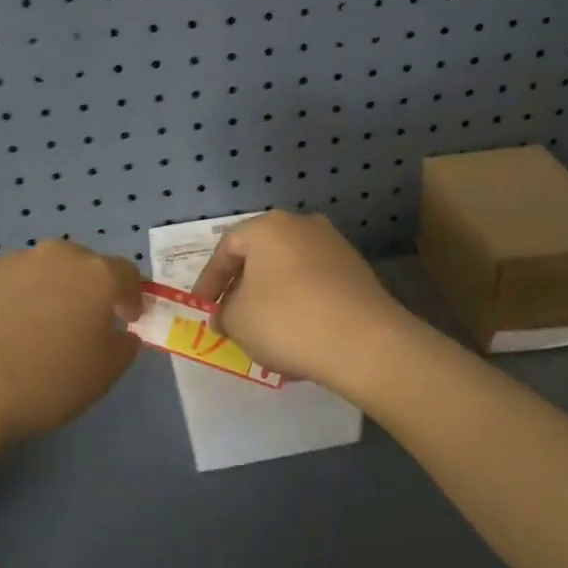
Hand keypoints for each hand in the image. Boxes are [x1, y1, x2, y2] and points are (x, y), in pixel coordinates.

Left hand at [0, 240, 143, 450]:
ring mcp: (12, 260)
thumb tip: (122, 333)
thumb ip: (123, 347)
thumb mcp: (102, 376)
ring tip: (30, 332)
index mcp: (97, 276)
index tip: (128, 320)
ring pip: (40, 271)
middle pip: (83, 265)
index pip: (128, 274)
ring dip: (45, 291)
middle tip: (79, 325)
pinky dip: (7, 298)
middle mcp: (57, 256)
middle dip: (87, 289)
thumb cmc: (44, 384)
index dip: (132, 296)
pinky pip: (3, 282)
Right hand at [190, 212, 413, 390]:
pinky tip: (298, 335)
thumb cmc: (285, 320)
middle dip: (243, 287)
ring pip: (290, 271)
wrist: (363, 341)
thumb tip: (226, 314)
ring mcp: (336, 247)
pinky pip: (316, 286)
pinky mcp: (358, 272)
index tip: (203, 309)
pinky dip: (301, 305)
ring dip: (273, 298)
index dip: (209, 280)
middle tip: (231, 316)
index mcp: (268, 227)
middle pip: (262, 255)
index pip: (227, 247)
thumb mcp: (237, 320)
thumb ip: (223, 313)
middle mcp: (303, 225)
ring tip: (264, 331)